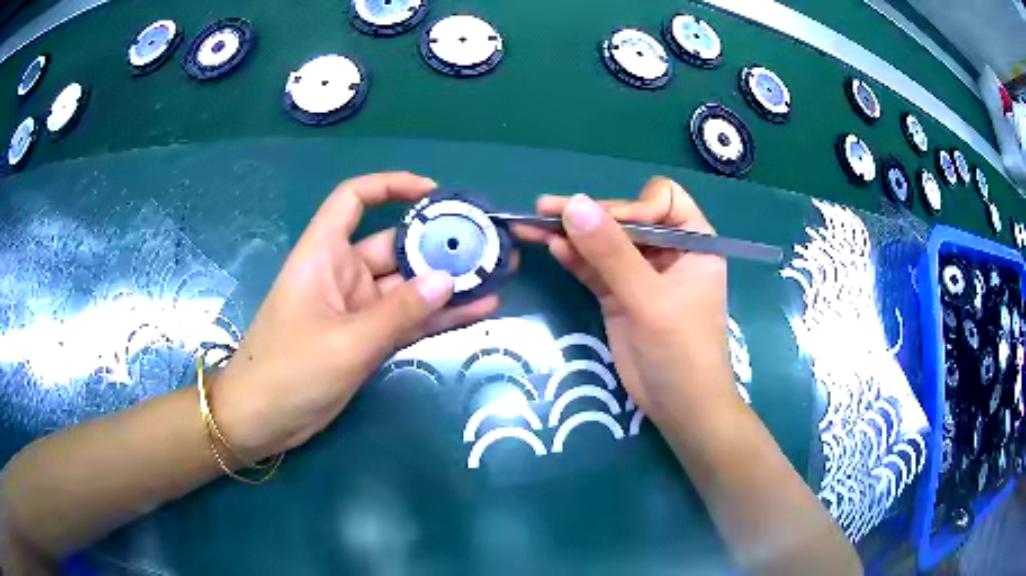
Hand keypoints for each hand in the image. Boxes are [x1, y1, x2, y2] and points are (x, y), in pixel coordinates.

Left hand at [214, 173, 499, 461]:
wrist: (262, 420)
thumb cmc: (289, 370)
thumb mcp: (346, 341)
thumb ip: (399, 312)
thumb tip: (448, 279)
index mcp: (324, 255)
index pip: (354, 199)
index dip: (390, 186)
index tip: (434, 194)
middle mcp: (342, 274)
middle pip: (394, 245)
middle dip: (439, 244)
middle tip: (490, 245)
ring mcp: (357, 309)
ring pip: (408, 287)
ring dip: (447, 283)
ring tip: (497, 275)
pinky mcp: (366, 338)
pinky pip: (408, 320)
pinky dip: (437, 316)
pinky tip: (478, 310)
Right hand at [518, 177, 735, 426]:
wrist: (680, 409)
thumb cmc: (682, 351)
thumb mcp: (650, 300)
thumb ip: (612, 253)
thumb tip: (573, 204)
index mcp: (693, 242)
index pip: (661, 201)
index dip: (631, 206)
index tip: (602, 223)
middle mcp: (668, 252)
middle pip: (625, 219)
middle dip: (589, 216)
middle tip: (543, 209)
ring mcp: (641, 274)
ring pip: (604, 243)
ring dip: (571, 234)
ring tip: (531, 224)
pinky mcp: (619, 296)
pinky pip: (594, 268)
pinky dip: (573, 258)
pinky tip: (549, 246)